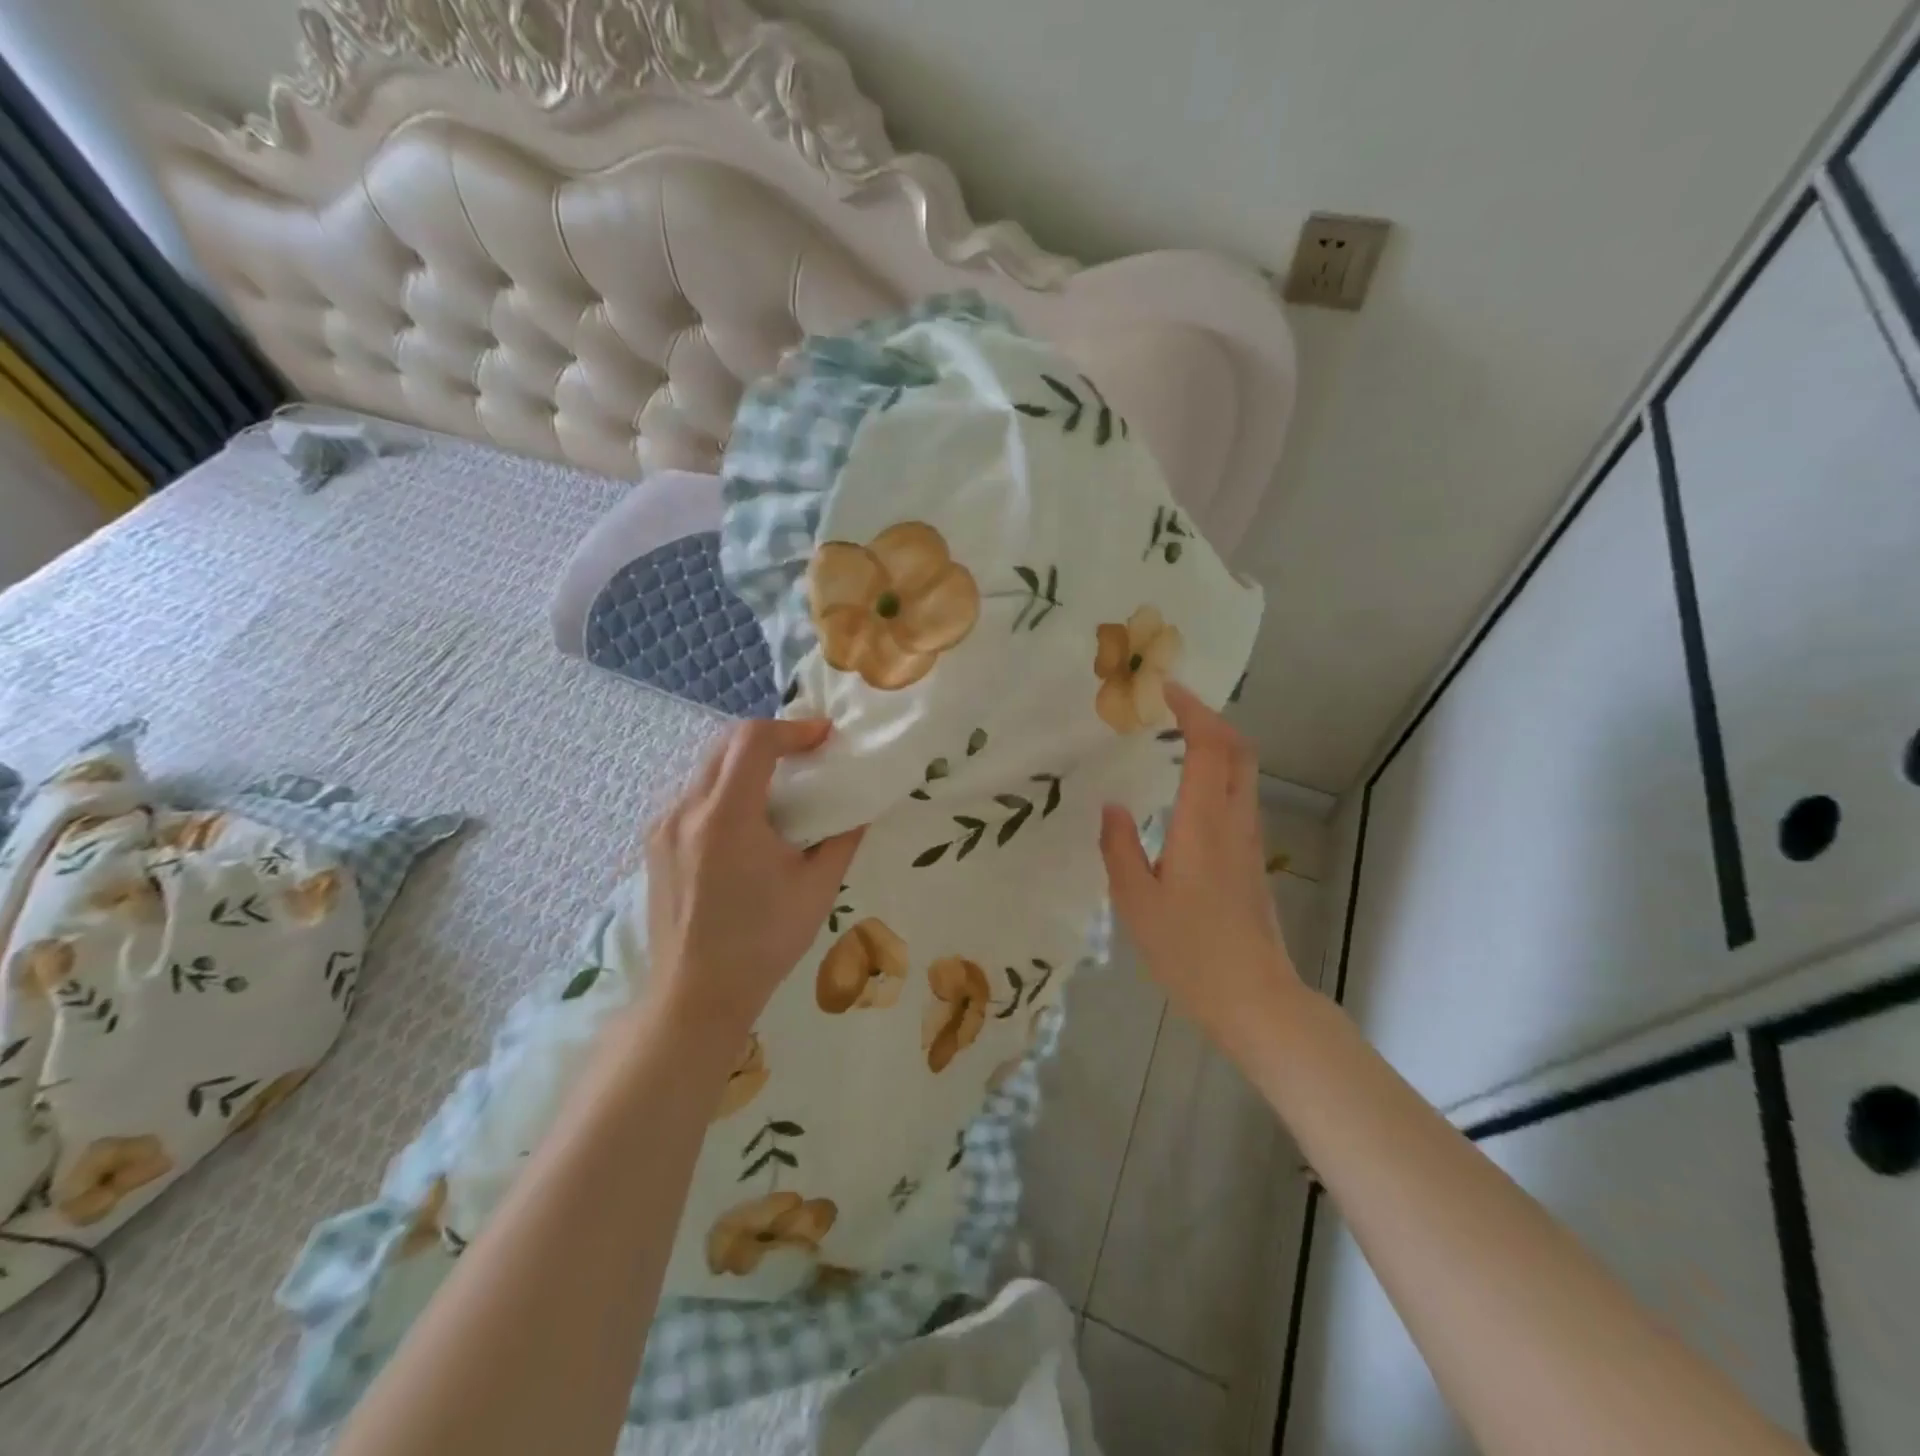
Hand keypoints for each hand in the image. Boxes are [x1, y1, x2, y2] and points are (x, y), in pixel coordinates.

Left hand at [645, 719, 863, 1036]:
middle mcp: (686, 811)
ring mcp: (664, 827)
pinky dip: (724, 788)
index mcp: (727, 817)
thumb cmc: (763, 943)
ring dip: (745, 762)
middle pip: (726, 744)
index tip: (824, 736)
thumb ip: (843, 838)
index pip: (753, 740)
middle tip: (807, 753)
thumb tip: (860, 808)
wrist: (697, 995)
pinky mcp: (656, 845)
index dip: (793, 728)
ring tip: (780, 784)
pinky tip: (747, 819)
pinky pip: (692, 795)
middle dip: (770, 739)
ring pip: (706, 767)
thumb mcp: (818, 888)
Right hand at [1100, 682, 1302, 1058]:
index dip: (1192, 711)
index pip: (1208, 747)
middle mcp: (1235, 822)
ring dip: (1217, 743)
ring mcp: (1250, 840)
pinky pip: (1241, 795)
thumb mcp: (1136, 902)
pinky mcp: (1253, 859)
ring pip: (1244, 772)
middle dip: (1210, 718)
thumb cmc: (1189, 952)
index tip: (1165, 690)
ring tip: (1177, 738)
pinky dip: (1219, 771)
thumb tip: (1112, 807)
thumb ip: (1120, 848)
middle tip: (1173, 708)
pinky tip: (1189, 788)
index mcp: (1203, 824)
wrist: (1254, 998)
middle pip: (1239, 750)